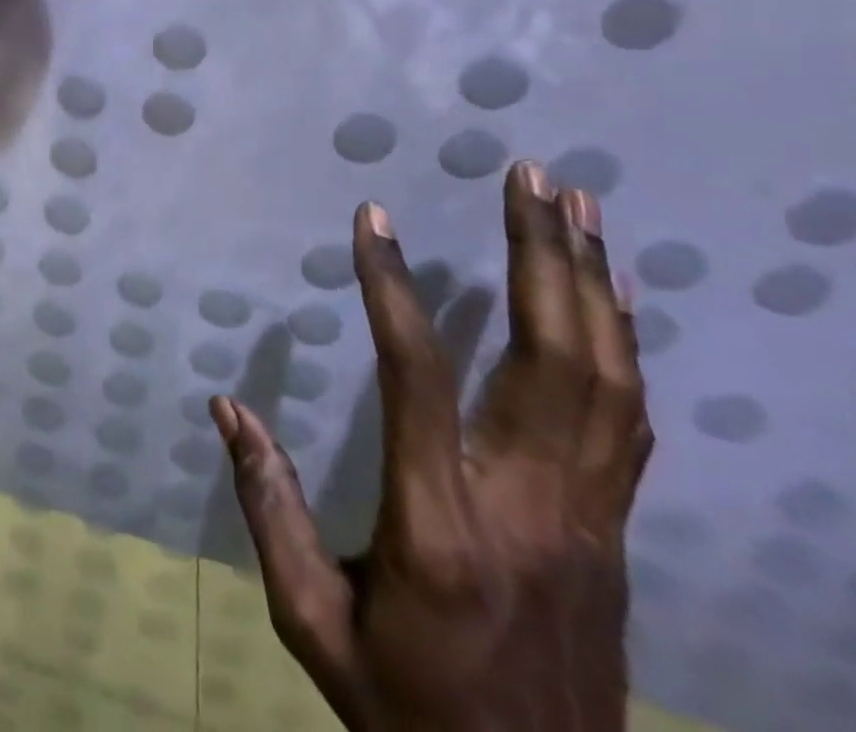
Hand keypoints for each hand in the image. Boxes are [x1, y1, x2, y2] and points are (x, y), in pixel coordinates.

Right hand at [213, 161, 651, 731]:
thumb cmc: (404, 706)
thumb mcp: (311, 619)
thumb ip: (267, 504)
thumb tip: (226, 406)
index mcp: (437, 530)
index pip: (418, 381)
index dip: (391, 290)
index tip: (371, 218)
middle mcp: (529, 511)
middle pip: (551, 363)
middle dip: (539, 257)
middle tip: (529, 177)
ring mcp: (588, 522)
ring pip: (608, 381)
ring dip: (591, 283)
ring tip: (576, 205)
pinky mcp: (614, 531)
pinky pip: (629, 419)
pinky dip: (624, 341)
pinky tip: (613, 290)